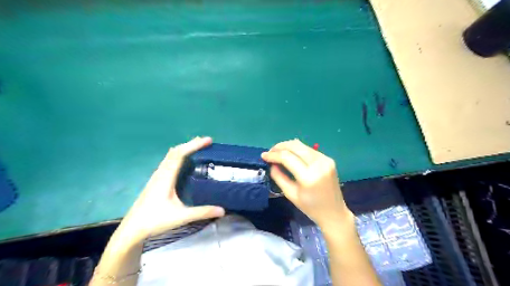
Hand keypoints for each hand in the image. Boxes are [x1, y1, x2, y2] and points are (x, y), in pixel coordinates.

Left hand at [118, 137, 224, 244]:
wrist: (131, 230)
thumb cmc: (154, 221)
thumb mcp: (181, 217)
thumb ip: (202, 212)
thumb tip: (223, 209)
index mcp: (166, 177)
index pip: (180, 154)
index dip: (194, 145)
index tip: (208, 140)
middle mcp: (160, 173)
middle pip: (175, 151)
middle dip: (191, 144)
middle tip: (206, 142)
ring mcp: (156, 176)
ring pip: (170, 156)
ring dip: (184, 149)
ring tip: (197, 147)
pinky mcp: (155, 181)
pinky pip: (168, 161)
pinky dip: (179, 156)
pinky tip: (184, 162)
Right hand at [261, 140, 352, 228]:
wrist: (334, 212)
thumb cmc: (311, 207)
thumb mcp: (290, 194)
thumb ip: (279, 177)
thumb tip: (271, 163)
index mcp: (309, 177)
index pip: (287, 157)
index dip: (273, 155)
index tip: (263, 156)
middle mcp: (319, 164)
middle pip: (295, 146)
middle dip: (280, 146)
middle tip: (270, 152)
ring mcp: (326, 160)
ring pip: (302, 145)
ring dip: (288, 146)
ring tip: (278, 153)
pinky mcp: (328, 159)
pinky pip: (309, 149)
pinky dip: (297, 150)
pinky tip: (291, 155)